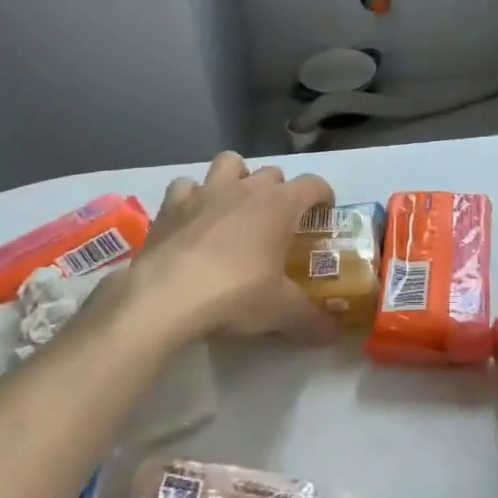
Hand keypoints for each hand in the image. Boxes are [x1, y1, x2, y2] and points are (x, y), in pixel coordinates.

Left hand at [87, 152, 335, 345]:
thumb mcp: (280, 311)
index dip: (323, 196)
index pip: (313, 184)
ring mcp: (205, 192)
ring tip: (236, 206)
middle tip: (279, 222)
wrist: (165, 298)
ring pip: (229, 163)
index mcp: (279, 205)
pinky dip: (193, 196)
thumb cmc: (234, 295)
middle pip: (272, 173)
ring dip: (237, 178)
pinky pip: (186, 185)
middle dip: (280, 191)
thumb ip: (310, 320)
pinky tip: (194, 218)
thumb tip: (332, 334)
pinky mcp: (171, 205)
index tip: (323, 214)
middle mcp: (245, 188)